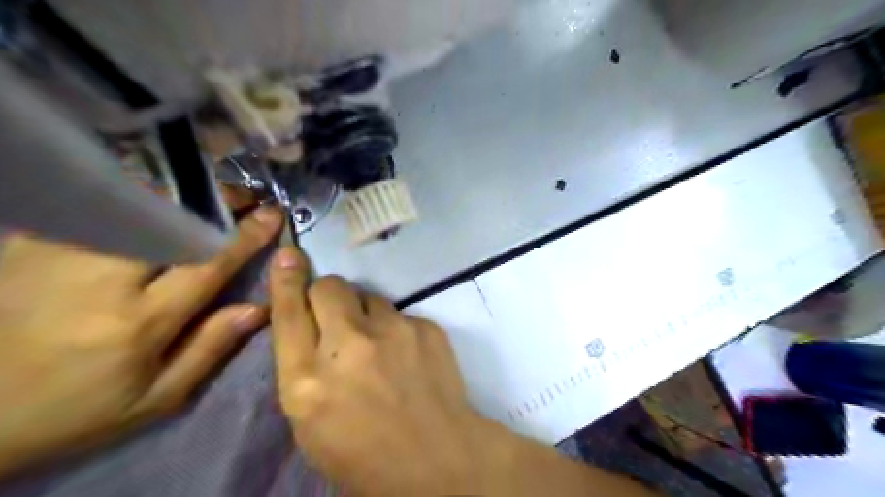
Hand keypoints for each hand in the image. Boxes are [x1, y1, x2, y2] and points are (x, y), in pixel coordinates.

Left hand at [0, 207, 281, 477]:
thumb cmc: (75, 410)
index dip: (246, 235)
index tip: (271, 213)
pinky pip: (90, 208)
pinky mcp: (27, 248)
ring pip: (132, 208)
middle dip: (215, 202)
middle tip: (244, 195)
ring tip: (204, 195)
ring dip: (178, 195)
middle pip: (171, 223)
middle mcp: (102, 281)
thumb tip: (259, 309)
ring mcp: (59, 258)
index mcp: (141, 322)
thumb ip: (210, 349)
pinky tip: (150, 199)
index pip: (208, 263)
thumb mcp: (155, 399)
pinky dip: (129, 197)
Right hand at [269, 246, 664, 495]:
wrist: (437, 458)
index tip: (288, 257)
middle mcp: (348, 346)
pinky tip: (408, 357)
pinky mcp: (426, 327)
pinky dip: (397, 330)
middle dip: (328, 294)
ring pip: (368, 297)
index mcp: (308, 381)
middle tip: (338, 316)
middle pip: (330, 287)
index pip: (288, 313)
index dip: (285, 282)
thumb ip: (303, 369)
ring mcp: (393, 331)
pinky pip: (401, 314)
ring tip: (380, 346)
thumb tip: (308, 325)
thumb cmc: (364, 454)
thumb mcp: (311, 423)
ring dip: (366, 315)